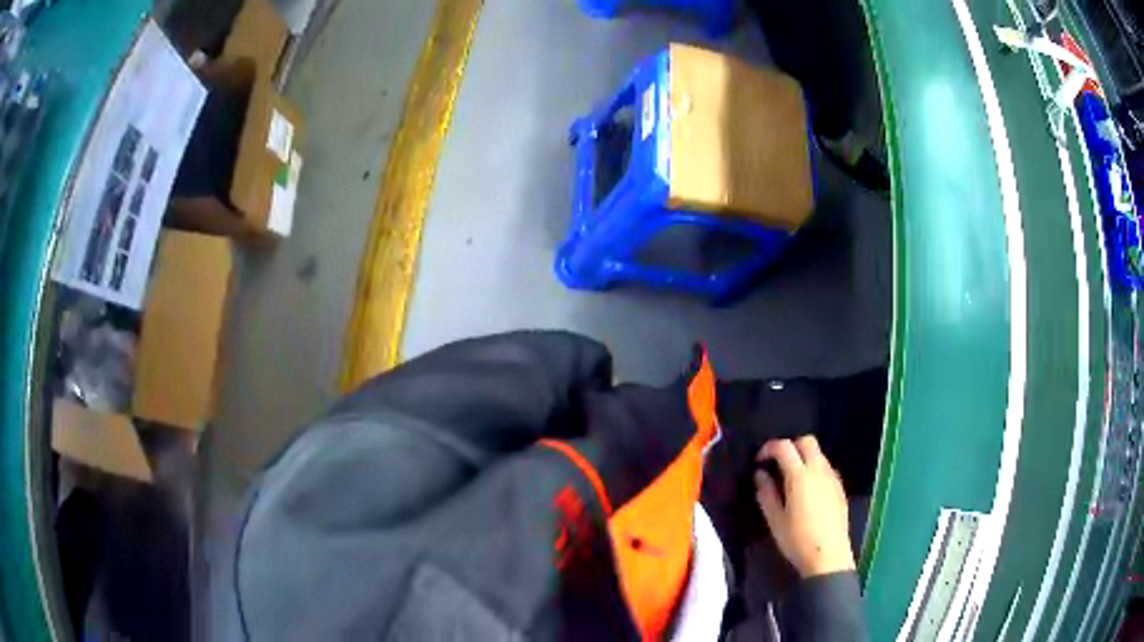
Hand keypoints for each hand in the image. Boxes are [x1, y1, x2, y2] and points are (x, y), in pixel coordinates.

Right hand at [754, 436, 854, 577]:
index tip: (759, 460)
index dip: (769, 448)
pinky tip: (807, 489)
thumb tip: (760, 474)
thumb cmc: (797, 540)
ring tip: (791, 477)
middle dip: (790, 446)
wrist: (829, 556)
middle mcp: (818, 470)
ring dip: (803, 456)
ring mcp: (832, 477)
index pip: (784, 447)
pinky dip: (814, 468)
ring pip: (818, 453)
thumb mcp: (775, 519)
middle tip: (777, 463)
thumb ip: (766, 493)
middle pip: (806, 441)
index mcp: (800, 476)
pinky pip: (826, 467)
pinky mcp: (840, 487)